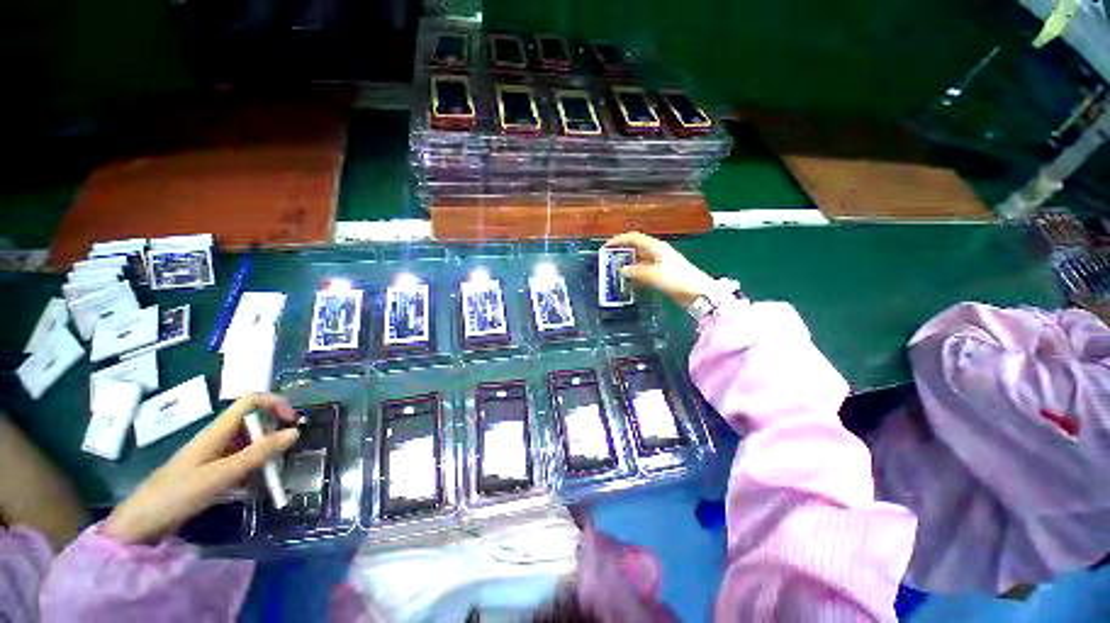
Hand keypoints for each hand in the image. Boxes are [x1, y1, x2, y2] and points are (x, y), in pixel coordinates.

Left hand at [102, 393, 299, 544]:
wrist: (142, 523)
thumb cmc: (178, 494)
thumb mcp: (222, 475)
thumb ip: (258, 454)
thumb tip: (295, 432)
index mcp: (217, 431)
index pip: (251, 401)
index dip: (275, 403)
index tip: (293, 421)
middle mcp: (217, 437)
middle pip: (253, 419)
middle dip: (275, 429)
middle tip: (289, 450)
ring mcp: (213, 454)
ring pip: (249, 441)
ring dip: (266, 450)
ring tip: (276, 470)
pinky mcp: (211, 471)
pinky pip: (241, 460)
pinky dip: (255, 466)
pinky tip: (258, 483)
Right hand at [605, 232, 716, 307]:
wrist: (698, 293)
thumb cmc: (677, 280)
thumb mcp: (654, 275)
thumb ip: (636, 272)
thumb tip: (622, 270)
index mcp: (656, 247)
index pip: (634, 237)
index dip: (619, 240)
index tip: (606, 247)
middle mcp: (657, 252)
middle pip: (636, 248)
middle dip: (622, 252)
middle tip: (609, 260)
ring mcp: (660, 263)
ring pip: (639, 260)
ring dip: (628, 264)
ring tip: (615, 271)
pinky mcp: (662, 274)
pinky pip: (644, 271)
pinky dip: (635, 274)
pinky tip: (629, 281)